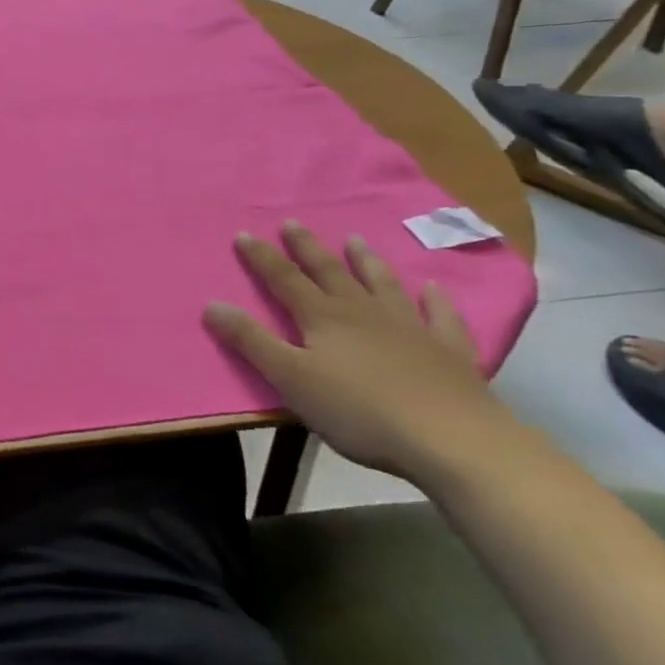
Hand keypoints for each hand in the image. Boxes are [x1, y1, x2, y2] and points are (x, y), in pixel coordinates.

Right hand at [203, 222, 506, 480]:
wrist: (453, 440)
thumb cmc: (359, 411)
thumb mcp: (290, 379)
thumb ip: (251, 341)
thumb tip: (211, 304)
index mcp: (323, 318)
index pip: (284, 280)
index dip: (262, 257)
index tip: (244, 233)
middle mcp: (363, 313)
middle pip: (330, 273)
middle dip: (307, 248)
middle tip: (293, 223)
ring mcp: (410, 328)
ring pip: (382, 285)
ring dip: (366, 262)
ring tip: (355, 240)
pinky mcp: (448, 352)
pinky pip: (440, 317)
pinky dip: (435, 300)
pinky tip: (433, 288)